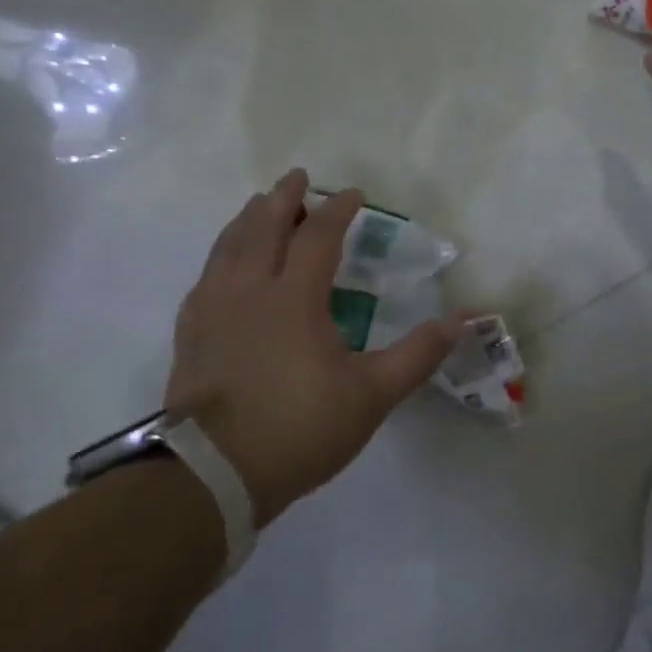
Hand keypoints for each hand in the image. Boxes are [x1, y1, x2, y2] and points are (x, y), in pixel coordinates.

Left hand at [164, 171, 459, 525]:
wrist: (214, 474)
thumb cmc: (299, 429)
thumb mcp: (371, 396)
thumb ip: (417, 355)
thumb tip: (461, 321)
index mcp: (294, 299)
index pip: (318, 237)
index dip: (337, 211)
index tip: (353, 195)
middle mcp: (248, 291)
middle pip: (262, 228)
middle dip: (282, 199)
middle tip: (296, 177)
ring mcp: (212, 311)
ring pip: (227, 248)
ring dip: (247, 220)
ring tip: (258, 205)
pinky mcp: (190, 334)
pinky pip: (205, 278)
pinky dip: (220, 256)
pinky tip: (223, 264)